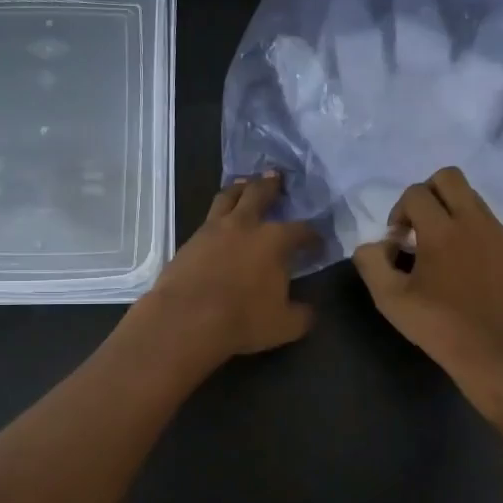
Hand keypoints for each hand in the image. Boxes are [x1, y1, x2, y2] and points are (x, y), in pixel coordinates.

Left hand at [126, 171, 316, 372]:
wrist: (186, 320)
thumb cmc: (242, 320)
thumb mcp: (285, 325)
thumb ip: (302, 314)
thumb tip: (309, 309)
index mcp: (274, 241)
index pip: (301, 230)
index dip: (312, 235)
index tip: (317, 242)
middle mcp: (245, 225)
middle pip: (259, 194)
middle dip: (271, 185)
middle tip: (276, 177)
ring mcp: (213, 229)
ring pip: (228, 197)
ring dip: (239, 188)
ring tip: (244, 185)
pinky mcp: (190, 240)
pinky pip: (208, 219)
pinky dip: (218, 214)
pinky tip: (220, 222)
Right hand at [353, 167, 502, 410]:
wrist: (494, 353)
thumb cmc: (438, 326)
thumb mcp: (390, 299)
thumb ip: (371, 262)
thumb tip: (373, 244)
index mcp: (441, 230)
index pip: (415, 193)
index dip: (399, 211)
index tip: (398, 241)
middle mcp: (474, 221)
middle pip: (449, 177)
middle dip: (428, 193)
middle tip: (420, 226)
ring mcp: (500, 234)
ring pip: (473, 199)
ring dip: (452, 211)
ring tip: (444, 248)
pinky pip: (492, 225)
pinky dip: (475, 234)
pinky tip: (469, 267)